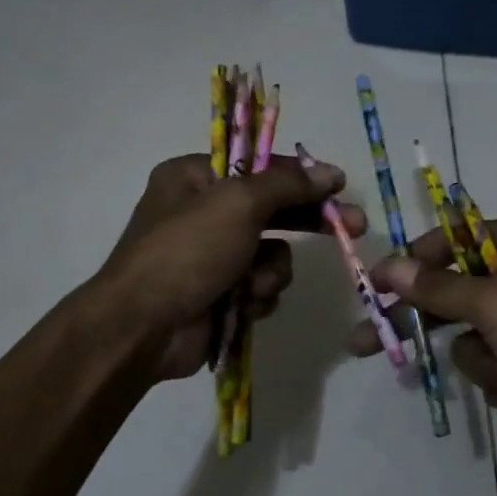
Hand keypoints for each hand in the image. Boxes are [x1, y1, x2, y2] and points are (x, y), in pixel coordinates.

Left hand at [99, 153, 366, 381]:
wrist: (143, 329)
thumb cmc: (187, 250)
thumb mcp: (238, 203)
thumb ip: (287, 184)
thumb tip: (329, 172)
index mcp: (195, 177)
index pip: (260, 166)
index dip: (302, 176)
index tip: (339, 185)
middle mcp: (202, 211)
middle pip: (273, 209)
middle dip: (307, 222)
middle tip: (353, 228)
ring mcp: (212, 255)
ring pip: (272, 254)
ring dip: (270, 270)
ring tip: (250, 284)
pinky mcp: (220, 293)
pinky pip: (260, 285)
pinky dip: (257, 295)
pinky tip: (242, 304)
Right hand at [351, 217, 496, 455]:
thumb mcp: (494, 303)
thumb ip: (436, 288)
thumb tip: (388, 266)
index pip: (448, 243)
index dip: (410, 264)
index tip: (375, 285)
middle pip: (451, 295)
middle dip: (423, 325)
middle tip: (366, 343)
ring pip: (472, 341)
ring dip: (488, 365)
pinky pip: (496, 369)